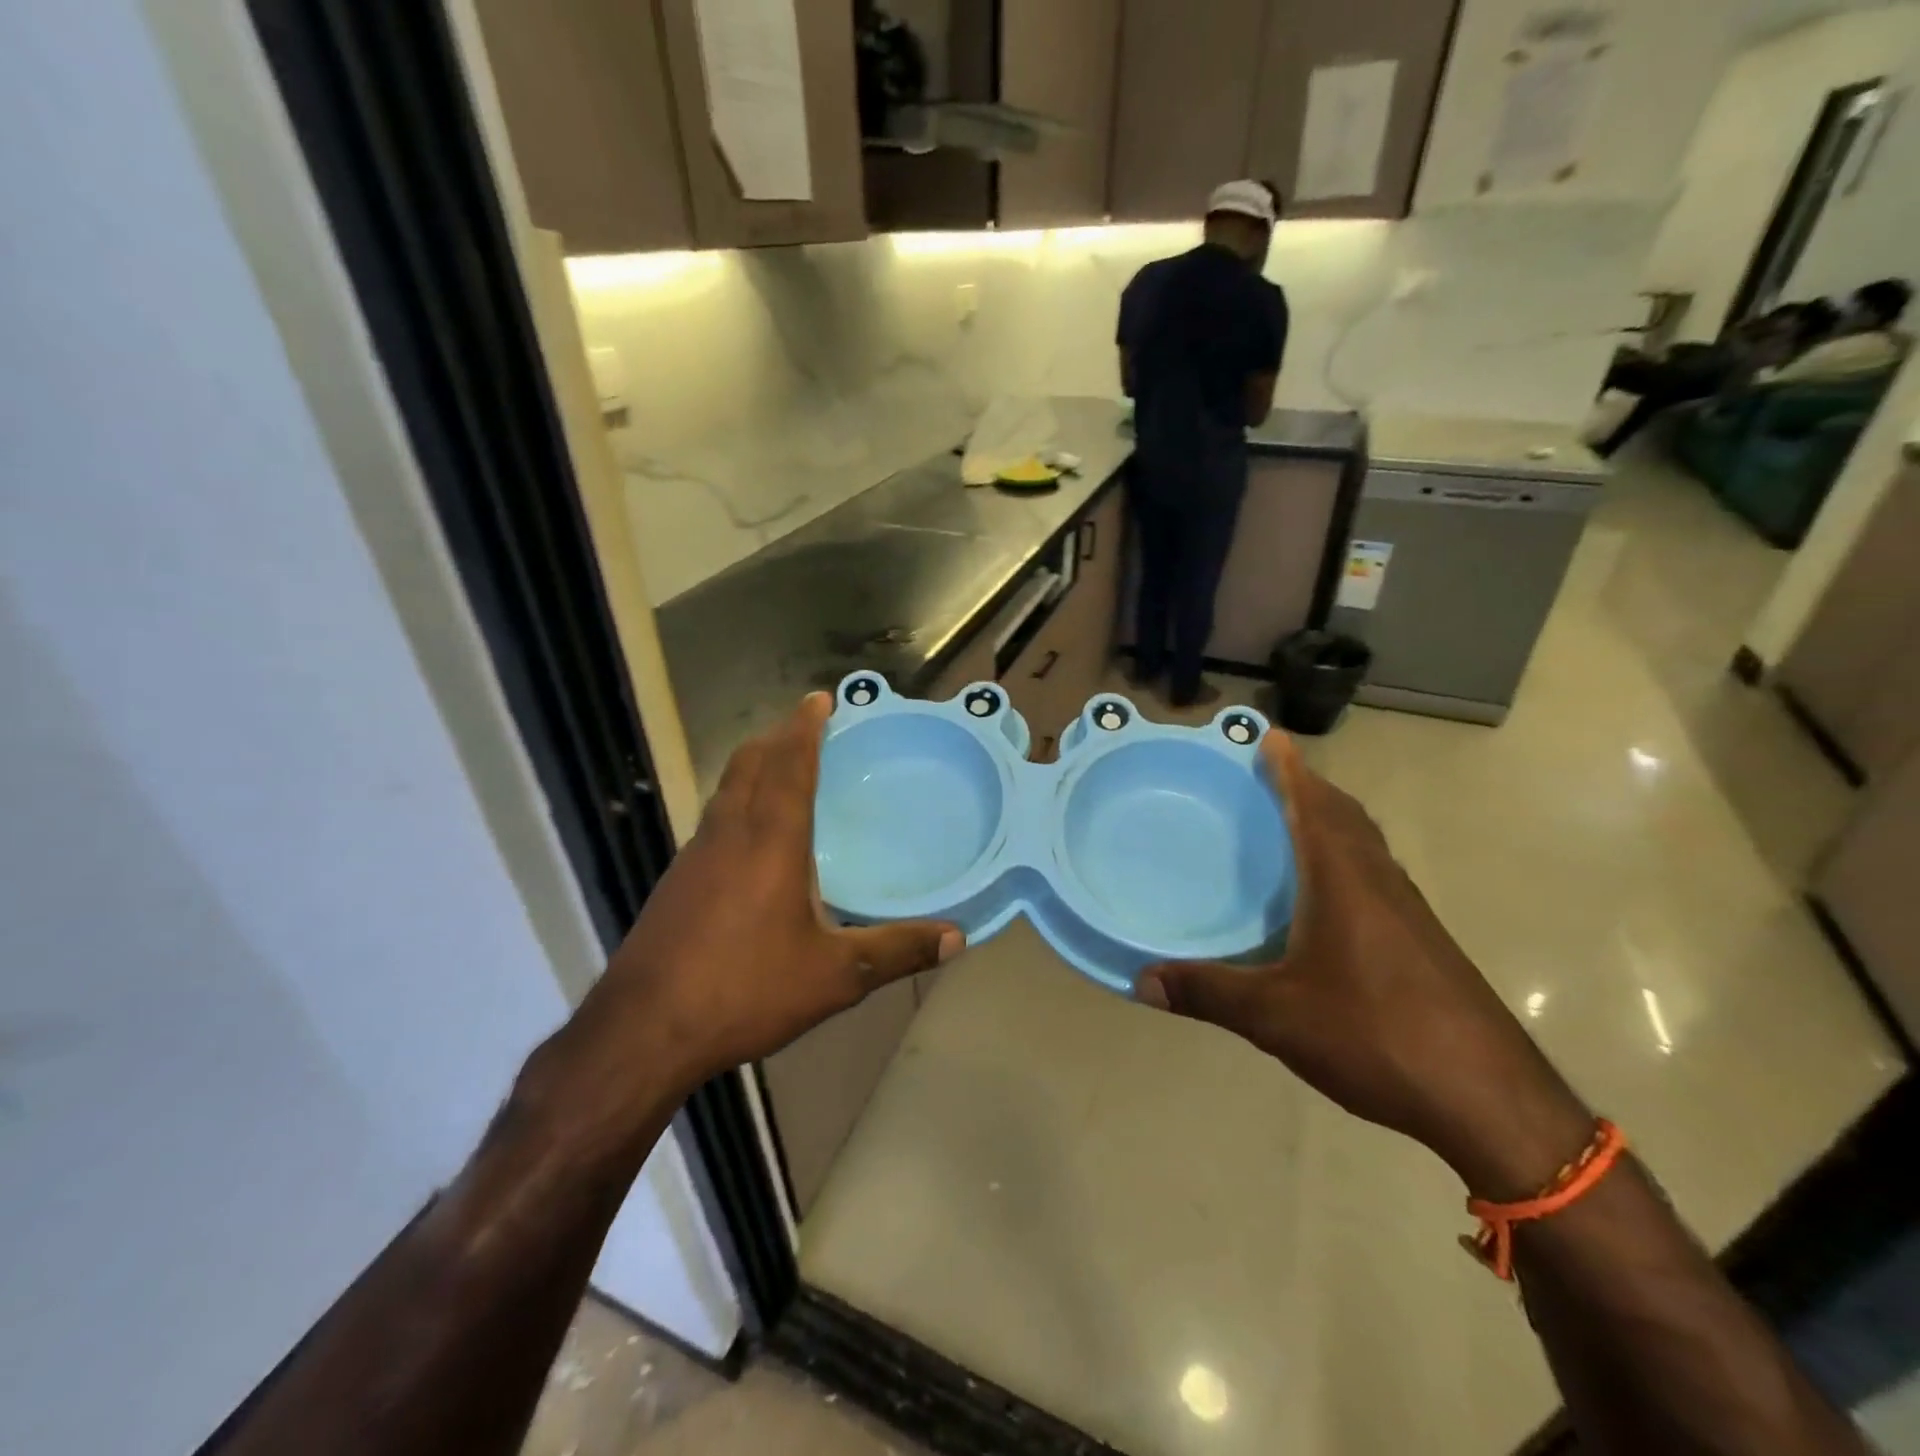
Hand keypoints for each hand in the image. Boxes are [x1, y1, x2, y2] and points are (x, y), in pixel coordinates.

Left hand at [526, 694, 960, 1141]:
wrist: (644, 1031)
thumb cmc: (745, 990)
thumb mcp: (834, 976)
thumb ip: (897, 951)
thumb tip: (958, 939)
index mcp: (770, 840)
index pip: (788, 765)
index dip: (804, 728)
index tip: (819, 698)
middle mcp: (728, 835)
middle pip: (748, 764)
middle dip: (777, 738)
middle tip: (806, 728)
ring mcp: (693, 857)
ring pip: (725, 790)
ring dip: (753, 768)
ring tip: (781, 771)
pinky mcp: (675, 883)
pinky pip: (712, 821)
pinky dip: (736, 804)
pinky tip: (749, 841)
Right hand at [1135, 733, 1591, 1198]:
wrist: (1490, 1100)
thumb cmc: (1376, 1035)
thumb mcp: (1277, 1017)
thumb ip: (1208, 993)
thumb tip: (1142, 981)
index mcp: (1344, 881)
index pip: (1314, 806)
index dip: (1290, 770)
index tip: (1270, 736)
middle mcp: (1379, 883)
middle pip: (1344, 816)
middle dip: (1309, 787)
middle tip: (1270, 774)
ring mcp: (1408, 912)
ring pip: (1365, 845)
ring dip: (1331, 821)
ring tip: (1293, 821)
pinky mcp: (1423, 942)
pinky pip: (1375, 875)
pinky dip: (1346, 858)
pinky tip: (1326, 896)